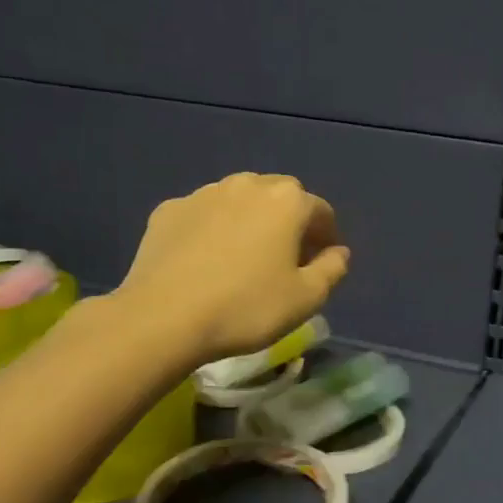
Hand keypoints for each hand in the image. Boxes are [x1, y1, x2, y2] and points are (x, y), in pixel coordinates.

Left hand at [115, 173, 350, 363]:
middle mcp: (246, 185)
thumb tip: (339, 252)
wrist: (163, 317)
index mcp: (286, 201)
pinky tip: (208, 260)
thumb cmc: (246, 307)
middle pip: (280, 197)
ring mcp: (203, 194)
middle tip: (288, 258)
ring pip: (240, 201)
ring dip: (251, 221)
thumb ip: (332, 269)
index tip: (322, 263)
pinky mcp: (168, 210)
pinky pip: (204, 214)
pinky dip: (214, 229)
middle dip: (290, 222)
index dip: (327, 236)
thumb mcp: (306, 298)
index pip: (320, 211)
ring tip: (246, 257)